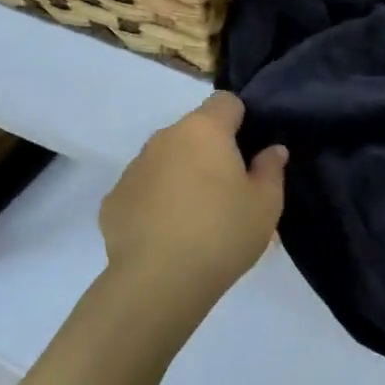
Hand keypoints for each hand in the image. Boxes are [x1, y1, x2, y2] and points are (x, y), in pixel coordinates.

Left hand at [99, 92, 287, 321]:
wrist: (158, 282)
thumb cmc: (222, 233)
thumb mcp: (266, 204)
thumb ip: (271, 169)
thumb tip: (271, 150)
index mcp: (204, 130)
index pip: (225, 101)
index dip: (240, 120)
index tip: (249, 151)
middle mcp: (164, 138)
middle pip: (194, 131)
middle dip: (210, 151)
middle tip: (227, 190)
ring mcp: (134, 168)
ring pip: (165, 159)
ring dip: (181, 175)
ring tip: (195, 217)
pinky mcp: (113, 200)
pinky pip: (142, 189)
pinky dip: (155, 202)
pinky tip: (166, 234)